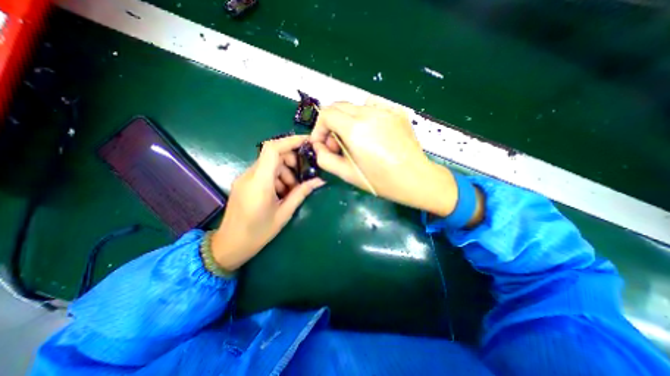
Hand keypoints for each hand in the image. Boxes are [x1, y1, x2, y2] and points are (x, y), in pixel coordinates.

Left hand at [209, 135, 324, 270]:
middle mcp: (249, 175)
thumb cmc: (258, 233)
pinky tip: (280, 193)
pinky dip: (276, 178)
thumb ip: (301, 193)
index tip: (308, 142)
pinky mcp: (244, 182)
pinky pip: (263, 172)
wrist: (229, 245)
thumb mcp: (284, 213)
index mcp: (260, 182)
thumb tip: (319, 181)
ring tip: (291, 191)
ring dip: (284, 172)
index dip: (291, 141)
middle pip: (273, 155)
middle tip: (301, 179)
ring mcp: (245, 178)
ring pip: (269, 164)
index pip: (273, 149)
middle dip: (291, 162)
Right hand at [310, 95, 461, 215]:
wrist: (416, 178)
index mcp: (356, 129)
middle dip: (330, 124)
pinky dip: (363, 118)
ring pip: (354, 107)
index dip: (319, 128)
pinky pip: (372, 107)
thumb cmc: (381, 181)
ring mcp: (385, 110)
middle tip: (336, 145)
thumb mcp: (347, 174)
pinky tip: (371, 134)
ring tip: (354, 141)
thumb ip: (325, 159)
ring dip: (346, 121)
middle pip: (338, 106)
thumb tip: (319, 146)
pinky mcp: (396, 111)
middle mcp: (369, 113)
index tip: (322, 143)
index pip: (326, 114)